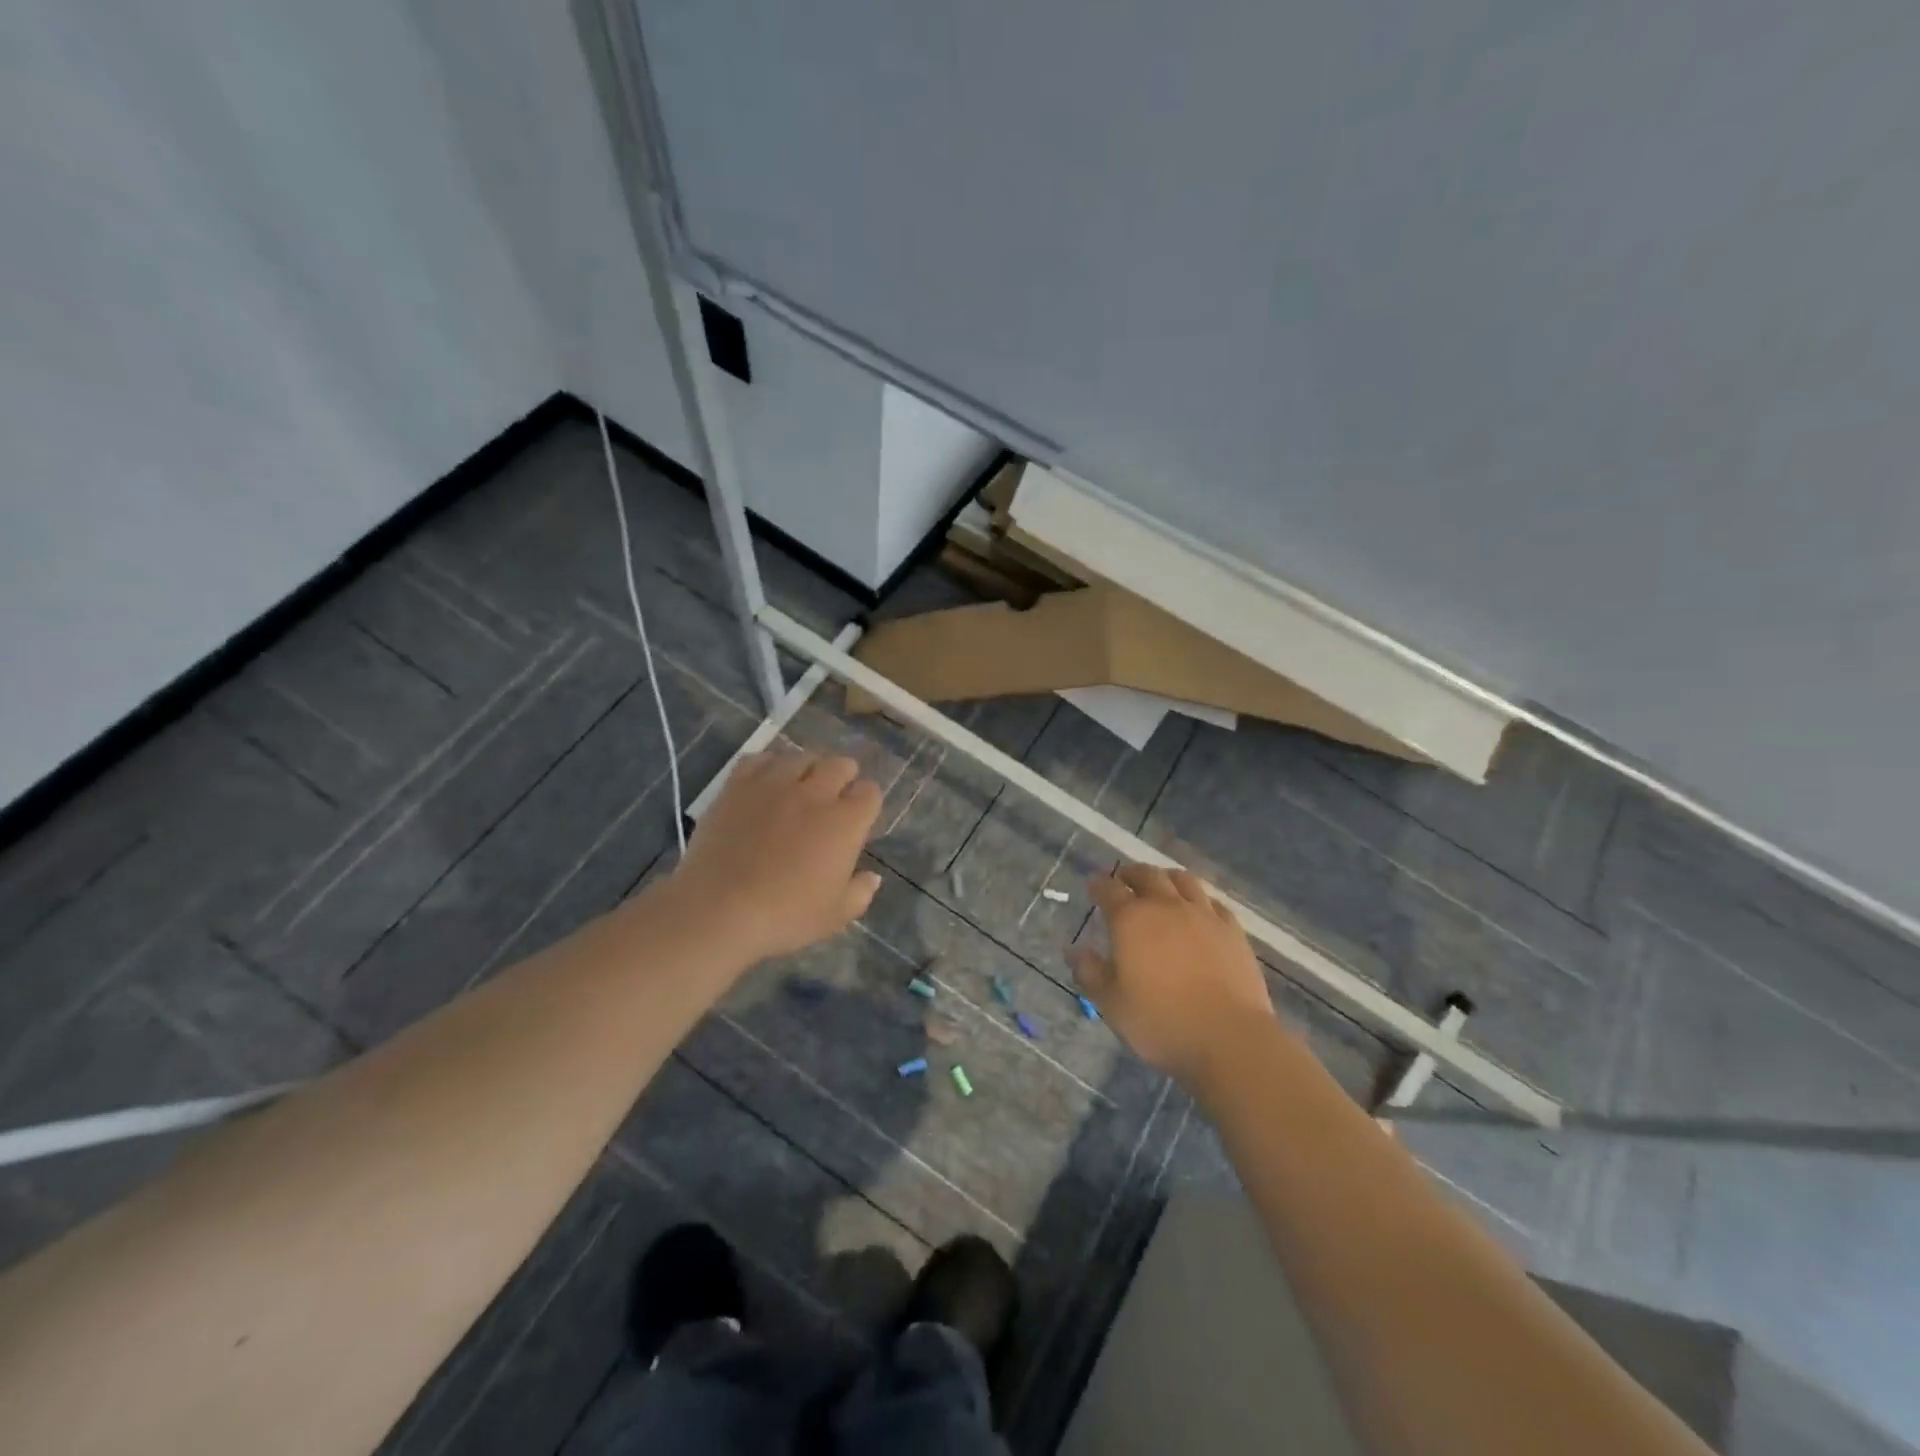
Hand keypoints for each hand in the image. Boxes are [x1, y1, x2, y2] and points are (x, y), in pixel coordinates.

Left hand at [667, 750, 883, 960]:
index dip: (866, 802)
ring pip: (801, 756)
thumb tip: (873, 877)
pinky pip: (759, 759)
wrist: (718, 909)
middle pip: (840, 764)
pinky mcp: (738, 785)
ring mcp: (774, 784)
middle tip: (833, 800)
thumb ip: (860, 893)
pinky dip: (768, 766)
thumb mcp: (834, 917)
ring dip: (807, 769)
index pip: (870, 792)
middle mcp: (815, 793)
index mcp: (845, 823)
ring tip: (799, 788)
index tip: (858, 818)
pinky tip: (764, 784)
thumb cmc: (784, 917)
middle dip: (844, 777)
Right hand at [1068, 864, 1277, 1090]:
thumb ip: (1090, 973)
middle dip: (1131, 874)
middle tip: (1124, 879)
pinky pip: (1214, 902)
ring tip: (1161, 884)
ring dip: (1166, 877)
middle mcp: (1167, 906)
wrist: (1229, 1038)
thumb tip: (1073, 950)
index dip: (1098, 885)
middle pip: (1148, 875)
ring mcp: (1203, 915)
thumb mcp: (1112, 1004)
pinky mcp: (1233, 931)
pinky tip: (1199, 909)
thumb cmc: (1161, 1021)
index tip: (1093, 885)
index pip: (1109, 890)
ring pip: (1183, 880)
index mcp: (1132, 920)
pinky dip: (1199, 899)